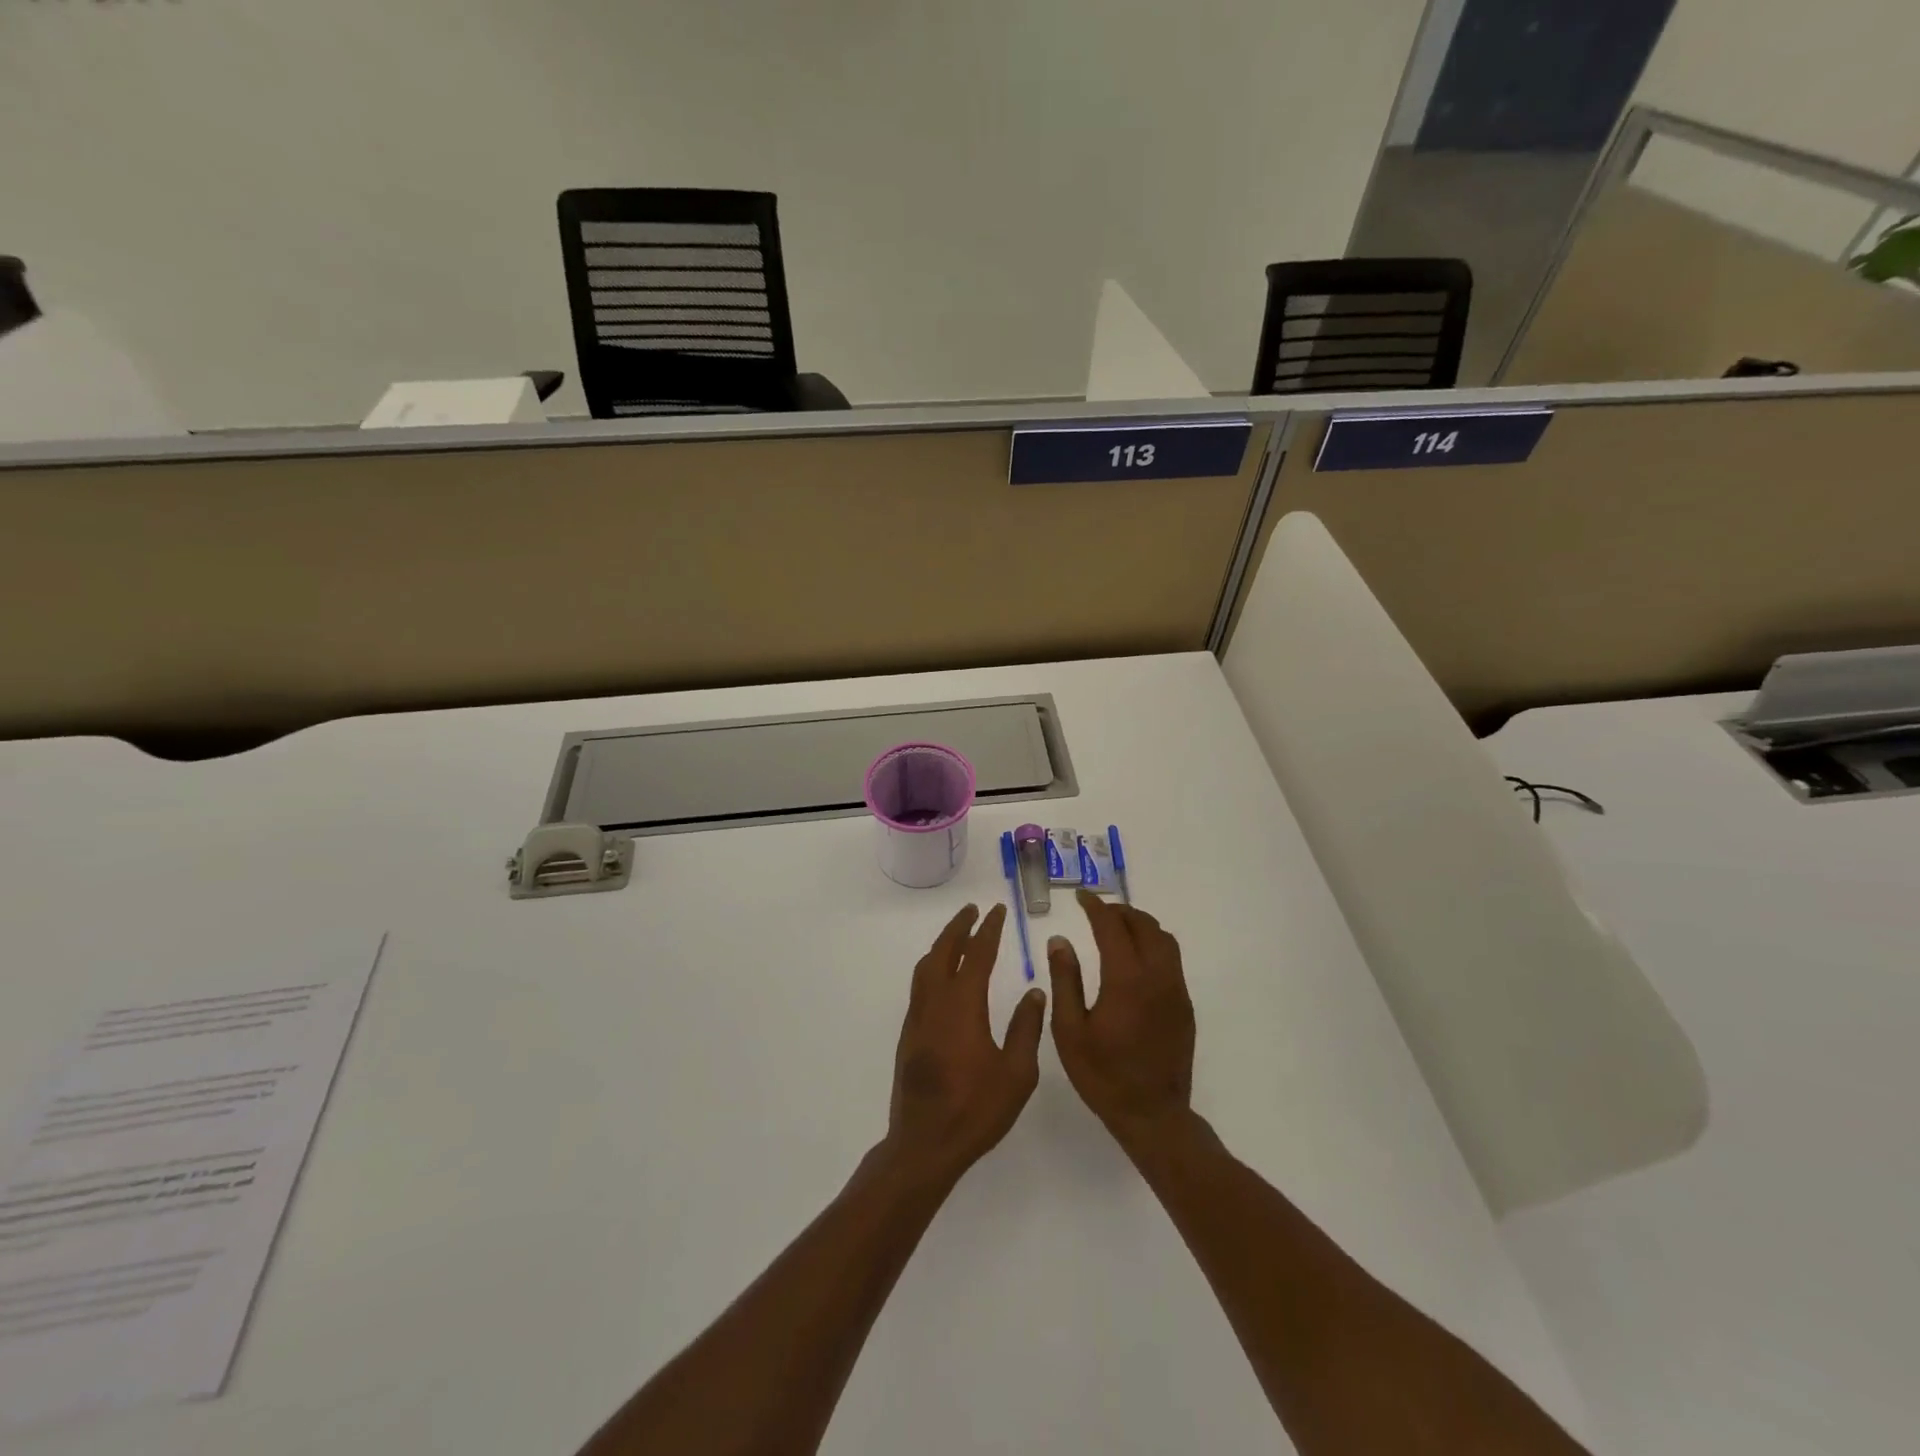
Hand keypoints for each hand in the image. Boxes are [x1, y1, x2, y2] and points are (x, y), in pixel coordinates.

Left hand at [885, 904, 1046, 1183]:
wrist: (925, 1144)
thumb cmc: (976, 1109)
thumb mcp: (1016, 1073)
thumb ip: (1026, 1028)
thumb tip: (1034, 991)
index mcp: (963, 1006)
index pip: (977, 955)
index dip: (989, 930)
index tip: (998, 911)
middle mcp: (935, 1003)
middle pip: (944, 952)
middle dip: (959, 927)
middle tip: (974, 911)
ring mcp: (918, 1018)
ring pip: (926, 967)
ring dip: (943, 945)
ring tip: (959, 936)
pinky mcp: (909, 1034)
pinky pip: (920, 986)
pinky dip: (933, 967)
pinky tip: (944, 977)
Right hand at [1047, 890, 1195, 1148]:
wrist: (1152, 1115)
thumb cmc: (1102, 1075)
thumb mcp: (1070, 1030)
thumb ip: (1065, 980)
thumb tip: (1060, 940)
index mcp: (1126, 980)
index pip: (1112, 927)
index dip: (1095, 907)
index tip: (1081, 897)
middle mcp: (1157, 977)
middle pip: (1144, 926)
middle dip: (1120, 911)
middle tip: (1098, 911)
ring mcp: (1176, 991)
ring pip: (1164, 940)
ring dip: (1141, 925)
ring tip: (1118, 928)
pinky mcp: (1185, 1006)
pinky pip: (1172, 960)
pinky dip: (1154, 945)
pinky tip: (1136, 960)